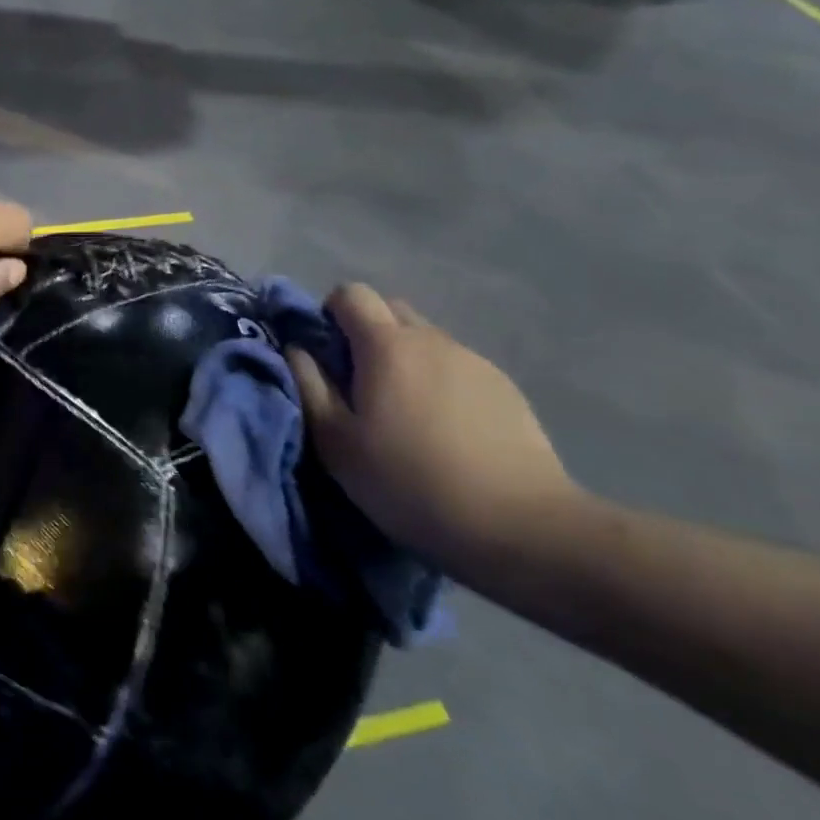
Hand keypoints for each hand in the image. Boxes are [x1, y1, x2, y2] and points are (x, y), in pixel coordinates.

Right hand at [288, 284, 580, 568]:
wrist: (521, 526)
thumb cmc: (410, 481)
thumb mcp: (336, 442)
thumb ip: (309, 385)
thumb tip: (298, 349)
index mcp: (386, 344)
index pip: (351, 293)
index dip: (330, 313)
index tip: (326, 354)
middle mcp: (432, 339)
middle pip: (390, 310)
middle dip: (367, 334)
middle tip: (360, 384)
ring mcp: (475, 362)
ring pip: (426, 341)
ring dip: (406, 361)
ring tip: (407, 416)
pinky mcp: (507, 389)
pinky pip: (458, 369)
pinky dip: (441, 384)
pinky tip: (447, 433)